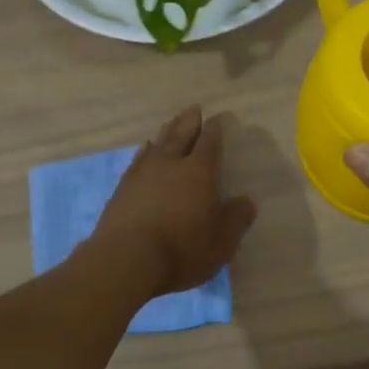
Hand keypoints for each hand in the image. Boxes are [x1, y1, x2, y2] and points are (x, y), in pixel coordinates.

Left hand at [92, 106, 257, 297]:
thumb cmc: (182, 249)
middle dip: (189, 121)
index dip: (215, 129)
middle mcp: (170, 165)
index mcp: (198, 172)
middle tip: (194, 108)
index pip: (209, 143)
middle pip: (180, 135)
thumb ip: (237, 217)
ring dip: (166, 132)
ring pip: (157, 144)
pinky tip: (144, 151)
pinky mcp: (122, 190)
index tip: (218, 118)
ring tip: (171, 123)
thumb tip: (246, 202)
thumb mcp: (222, 240)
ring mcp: (142, 175)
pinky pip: (137, 160)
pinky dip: (144, 152)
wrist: (127, 260)